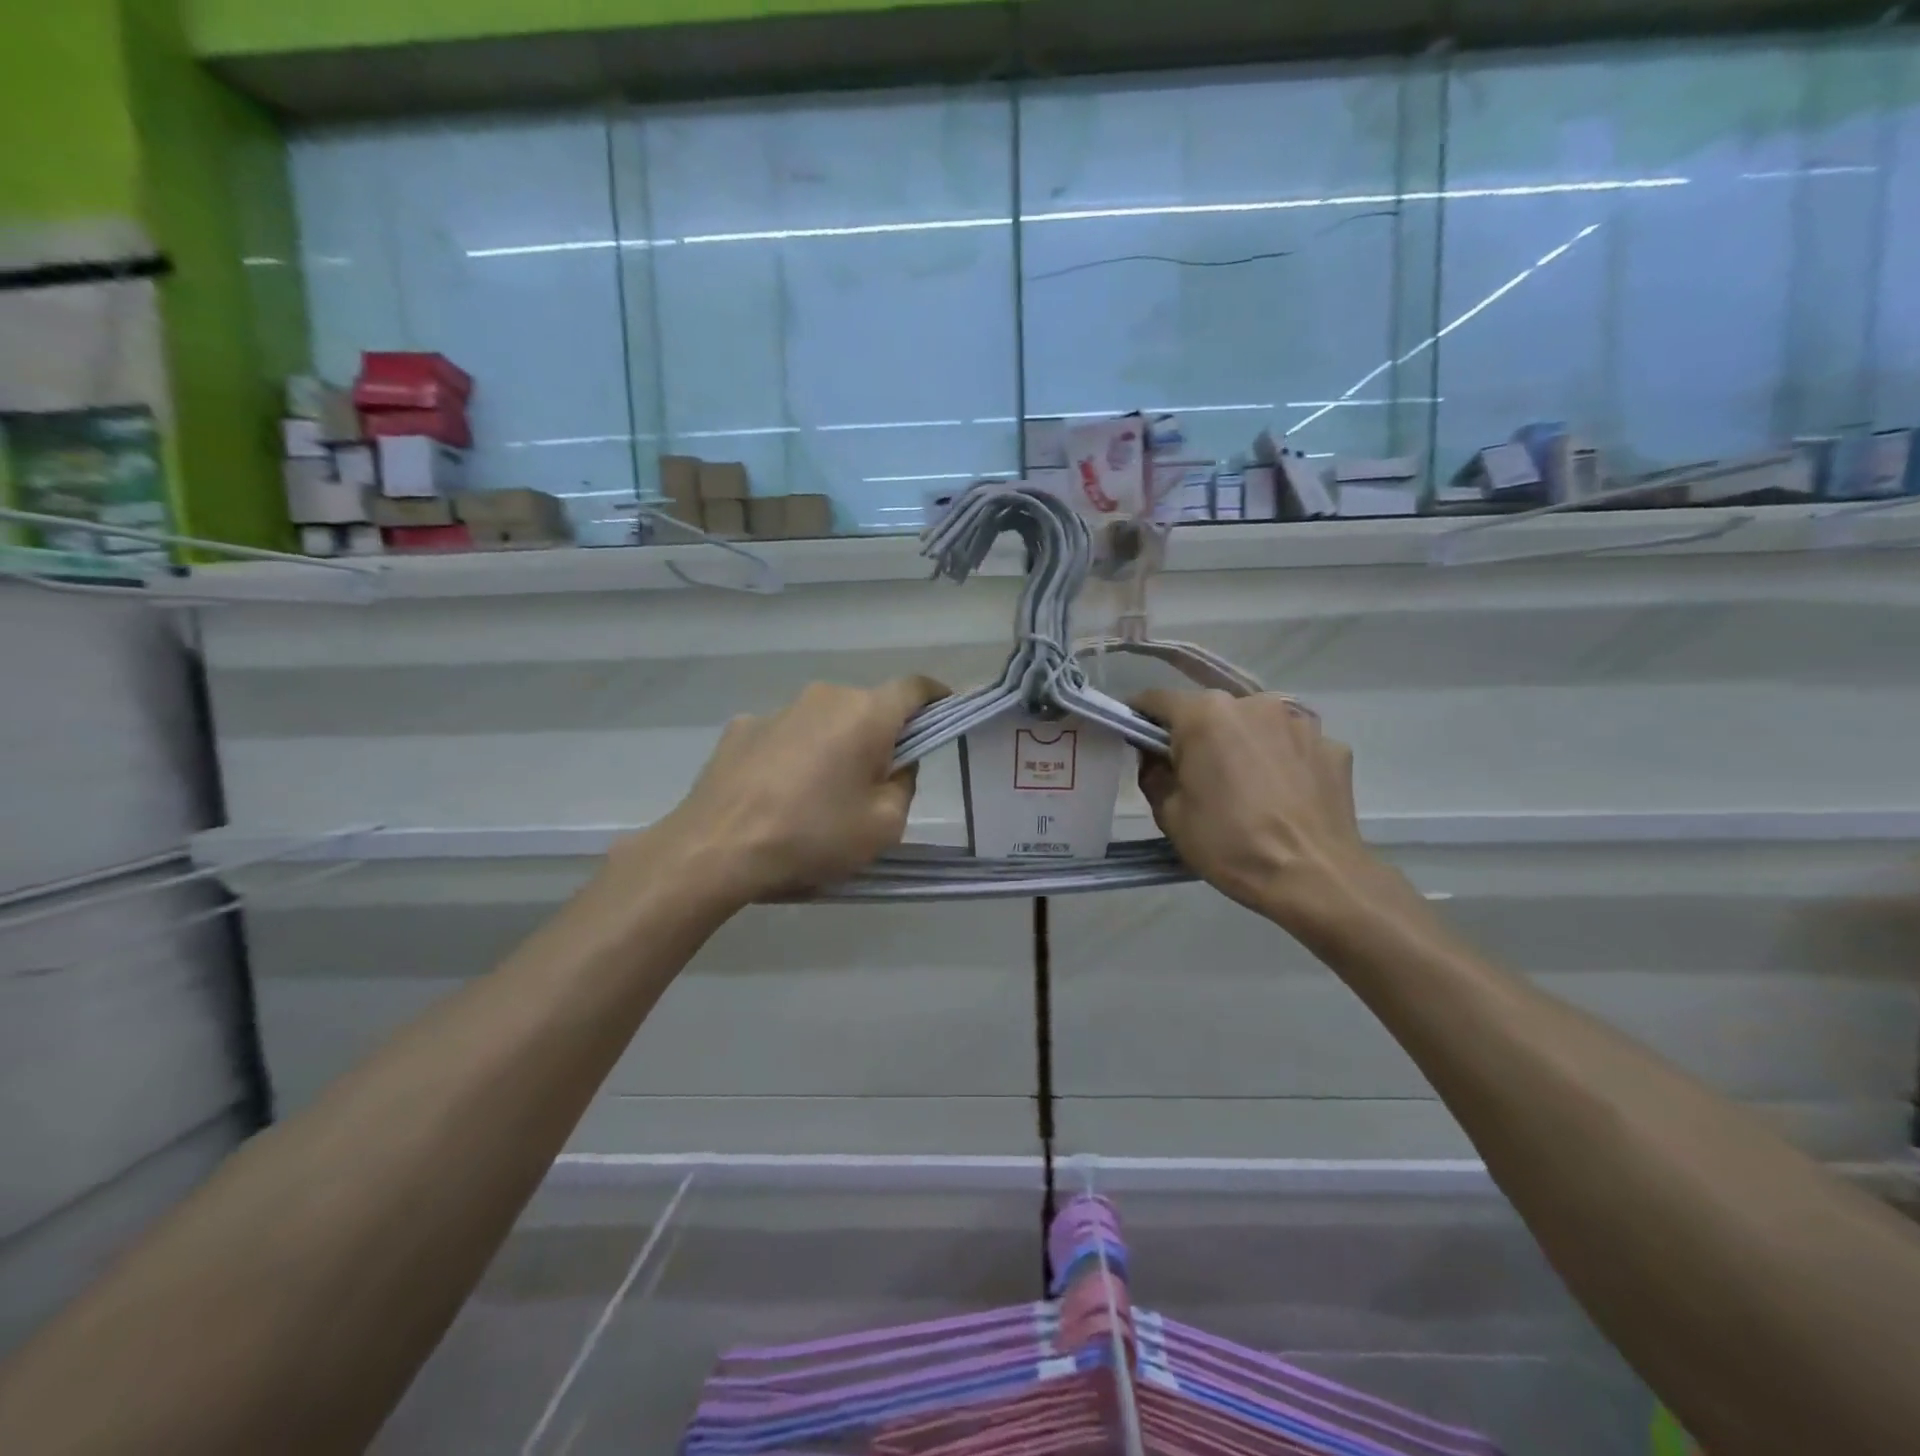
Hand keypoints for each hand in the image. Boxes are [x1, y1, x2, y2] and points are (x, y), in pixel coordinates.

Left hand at [635, 677, 947, 906]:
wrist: (717, 848)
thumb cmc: (813, 835)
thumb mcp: (884, 825)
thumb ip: (904, 785)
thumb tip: (894, 766)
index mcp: (866, 714)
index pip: (915, 687)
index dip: (935, 698)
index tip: (943, 714)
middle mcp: (824, 697)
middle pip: (867, 707)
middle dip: (879, 736)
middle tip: (875, 781)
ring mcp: (778, 709)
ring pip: (823, 721)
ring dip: (833, 746)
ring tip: (819, 795)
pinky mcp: (741, 727)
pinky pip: (784, 735)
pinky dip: (792, 755)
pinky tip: (777, 794)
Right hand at [1133, 689, 1396, 934]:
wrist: (1314, 879)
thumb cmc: (1230, 844)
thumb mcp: (1170, 815)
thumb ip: (1154, 773)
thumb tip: (1157, 757)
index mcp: (1206, 715)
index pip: (1157, 699)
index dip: (1140, 717)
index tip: (1136, 740)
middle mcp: (1254, 703)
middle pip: (1211, 711)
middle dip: (1197, 735)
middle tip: (1195, 775)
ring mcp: (1299, 722)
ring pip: (1255, 725)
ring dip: (1243, 745)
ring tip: (1246, 788)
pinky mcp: (1332, 746)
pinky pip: (1292, 745)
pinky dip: (1282, 762)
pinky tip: (1283, 797)